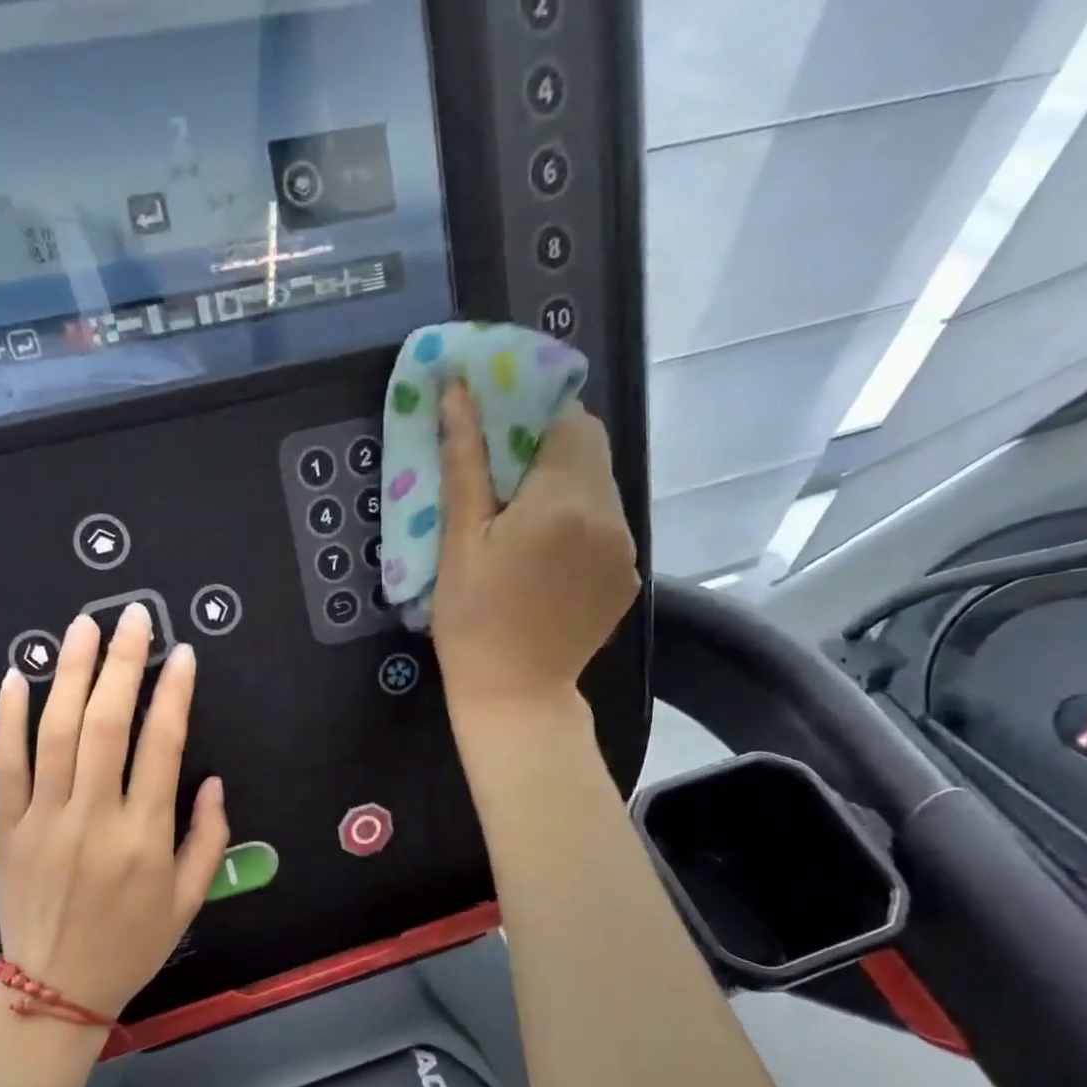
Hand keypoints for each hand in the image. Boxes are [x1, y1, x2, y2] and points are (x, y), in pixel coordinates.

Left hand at [0, 602, 228, 1020]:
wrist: (54, 991)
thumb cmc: (131, 945)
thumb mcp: (189, 900)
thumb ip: (208, 837)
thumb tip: (210, 779)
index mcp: (145, 837)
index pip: (161, 746)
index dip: (174, 694)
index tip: (183, 655)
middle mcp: (94, 819)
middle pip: (105, 725)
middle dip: (121, 663)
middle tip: (131, 617)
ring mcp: (43, 821)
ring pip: (54, 734)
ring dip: (69, 674)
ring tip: (80, 627)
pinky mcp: (5, 829)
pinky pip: (4, 766)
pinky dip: (8, 720)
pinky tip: (15, 677)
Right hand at [431, 381, 638, 722]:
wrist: (516, 696)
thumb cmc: (472, 621)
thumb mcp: (458, 542)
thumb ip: (464, 462)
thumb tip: (457, 390)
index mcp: (563, 500)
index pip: (568, 420)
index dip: (533, 419)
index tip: (497, 444)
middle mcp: (608, 514)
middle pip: (591, 450)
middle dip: (550, 452)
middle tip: (505, 487)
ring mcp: (626, 547)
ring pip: (601, 487)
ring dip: (566, 488)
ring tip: (524, 528)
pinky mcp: (629, 575)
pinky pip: (608, 525)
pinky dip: (581, 525)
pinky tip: (548, 561)